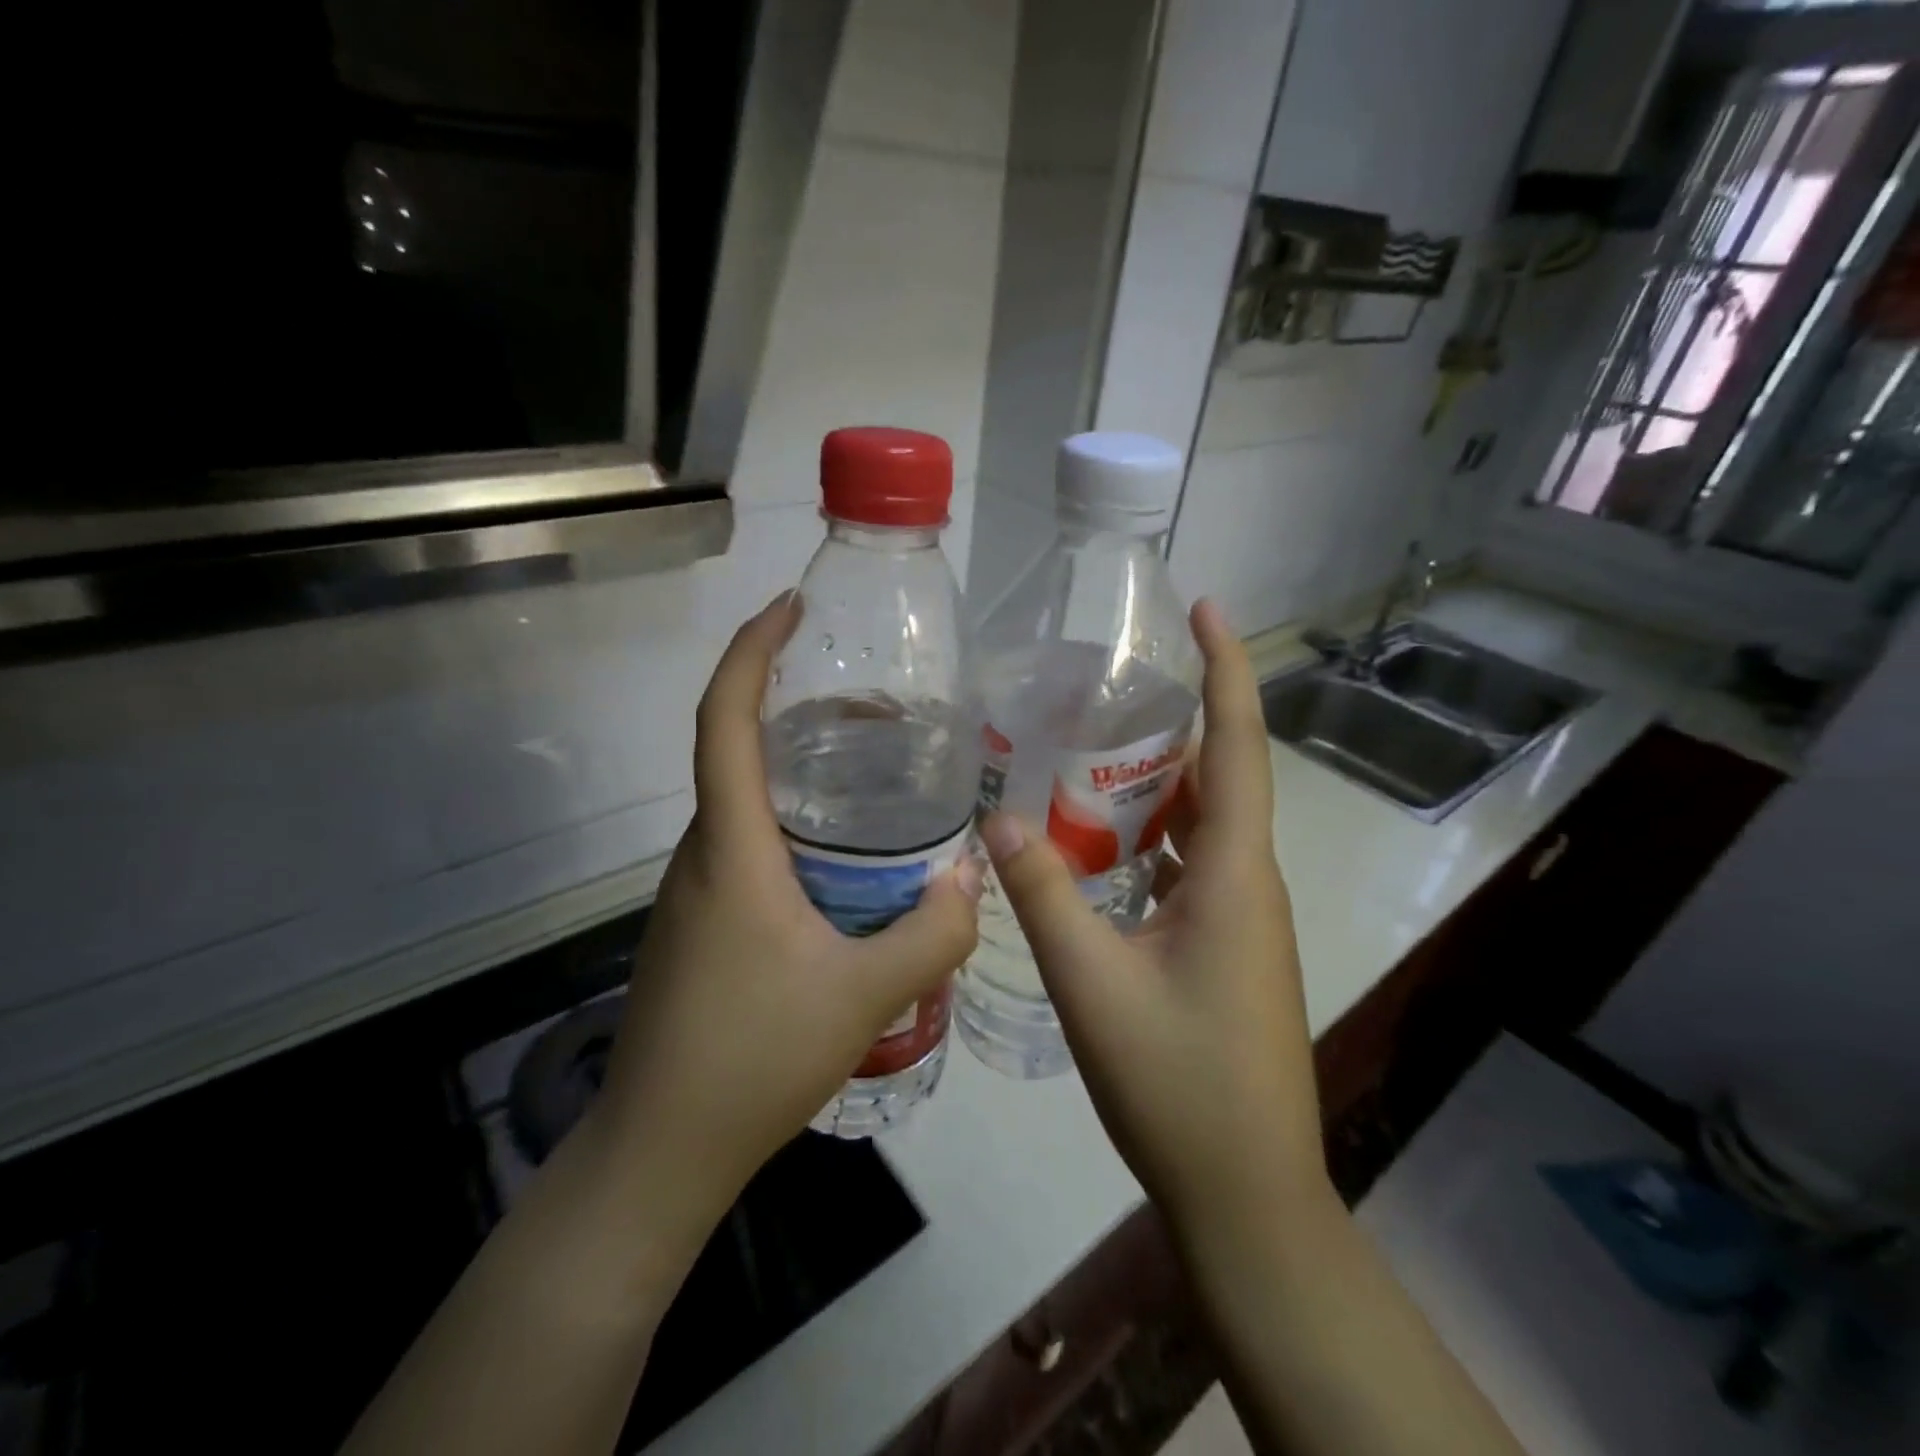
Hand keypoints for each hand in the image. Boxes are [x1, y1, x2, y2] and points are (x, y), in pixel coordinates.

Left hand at [595, 595, 980, 1222]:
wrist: (660, 1152)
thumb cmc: (753, 1059)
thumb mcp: (865, 995)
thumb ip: (932, 932)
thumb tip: (972, 877)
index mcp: (730, 850)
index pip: (724, 722)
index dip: (750, 653)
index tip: (788, 608)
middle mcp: (701, 856)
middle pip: (738, 753)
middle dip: (796, 710)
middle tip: (877, 709)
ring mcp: (695, 893)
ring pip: (745, 806)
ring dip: (798, 774)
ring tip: (874, 778)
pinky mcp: (700, 926)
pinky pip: (746, 849)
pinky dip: (792, 827)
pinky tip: (845, 865)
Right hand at [978, 599, 1326, 1232]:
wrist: (1245, 1194)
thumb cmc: (1178, 1084)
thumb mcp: (1093, 986)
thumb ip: (1044, 898)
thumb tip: (998, 822)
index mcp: (1233, 876)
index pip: (1239, 746)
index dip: (1226, 670)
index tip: (1206, 607)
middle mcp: (1247, 882)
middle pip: (1219, 776)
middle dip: (1172, 719)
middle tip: (1102, 684)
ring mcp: (1240, 919)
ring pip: (1201, 824)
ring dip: (1154, 783)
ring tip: (1085, 751)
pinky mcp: (1225, 948)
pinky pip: (1189, 866)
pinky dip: (1148, 838)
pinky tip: (1093, 845)